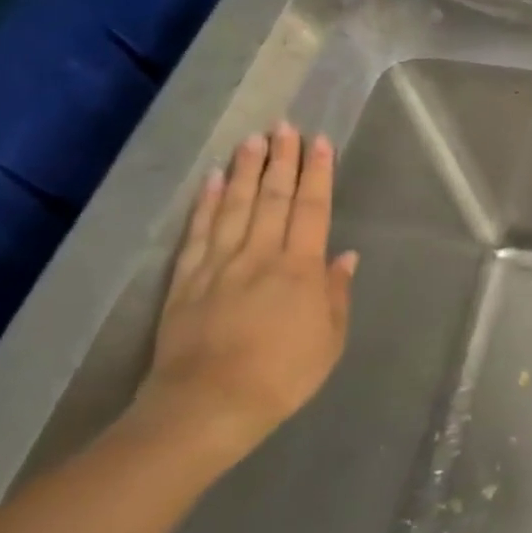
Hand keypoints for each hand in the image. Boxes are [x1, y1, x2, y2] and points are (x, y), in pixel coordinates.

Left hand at [133, 124, 357, 459]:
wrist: (207, 406)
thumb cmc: (283, 375)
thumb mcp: (329, 340)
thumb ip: (336, 294)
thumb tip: (344, 256)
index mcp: (301, 269)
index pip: (312, 209)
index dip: (318, 174)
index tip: (319, 143)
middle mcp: (261, 256)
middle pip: (274, 198)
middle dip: (282, 160)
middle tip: (285, 126)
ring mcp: (220, 265)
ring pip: (237, 206)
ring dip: (247, 170)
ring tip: (253, 140)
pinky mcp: (187, 280)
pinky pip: (199, 232)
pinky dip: (207, 203)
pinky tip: (215, 180)